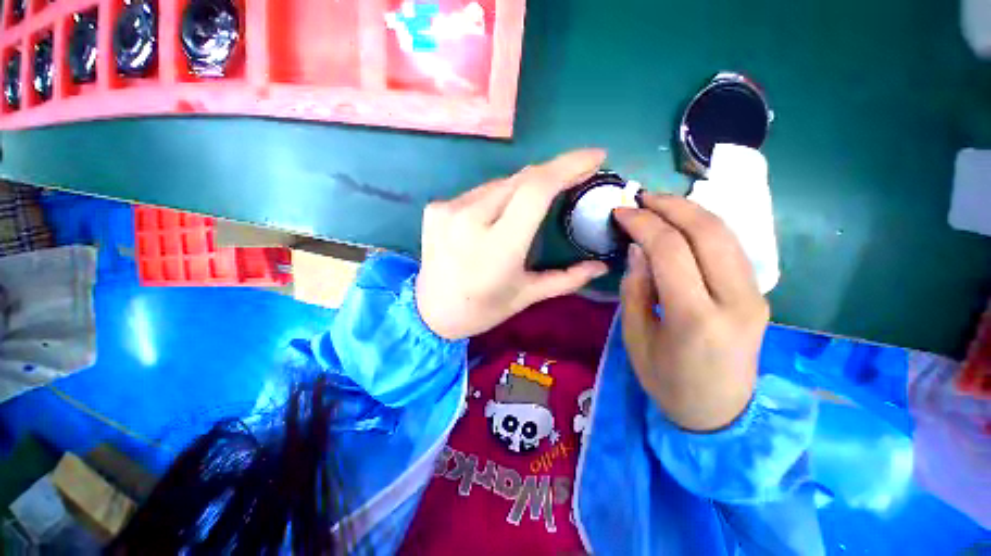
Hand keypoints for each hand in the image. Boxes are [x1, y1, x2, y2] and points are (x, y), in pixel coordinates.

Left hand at [416, 150, 610, 339]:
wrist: (431, 312)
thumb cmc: (482, 309)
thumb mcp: (526, 296)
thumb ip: (566, 279)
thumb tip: (601, 267)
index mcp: (498, 247)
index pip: (536, 189)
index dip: (568, 166)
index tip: (595, 157)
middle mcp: (470, 220)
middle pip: (521, 179)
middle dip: (553, 172)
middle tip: (575, 176)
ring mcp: (448, 210)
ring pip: (500, 183)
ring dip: (525, 185)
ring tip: (540, 198)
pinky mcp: (436, 208)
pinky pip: (479, 192)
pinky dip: (499, 195)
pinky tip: (503, 210)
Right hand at [614, 194, 768, 431]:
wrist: (720, 414)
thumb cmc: (667, 381)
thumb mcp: (635, 338)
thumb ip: (636, 289)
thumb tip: (638, 249)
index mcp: (695, 317)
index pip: (670, 250)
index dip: (642, 223)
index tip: (620, 212)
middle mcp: (735, 300)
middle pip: (707, 231)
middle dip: (671, 205)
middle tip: (641, 198)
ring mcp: (755, 295)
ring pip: (726, 233)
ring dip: (690, 210)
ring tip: (659, 204)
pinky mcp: (759, 294)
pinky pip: (732, 247)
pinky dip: (705, 226)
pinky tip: (683, 223)